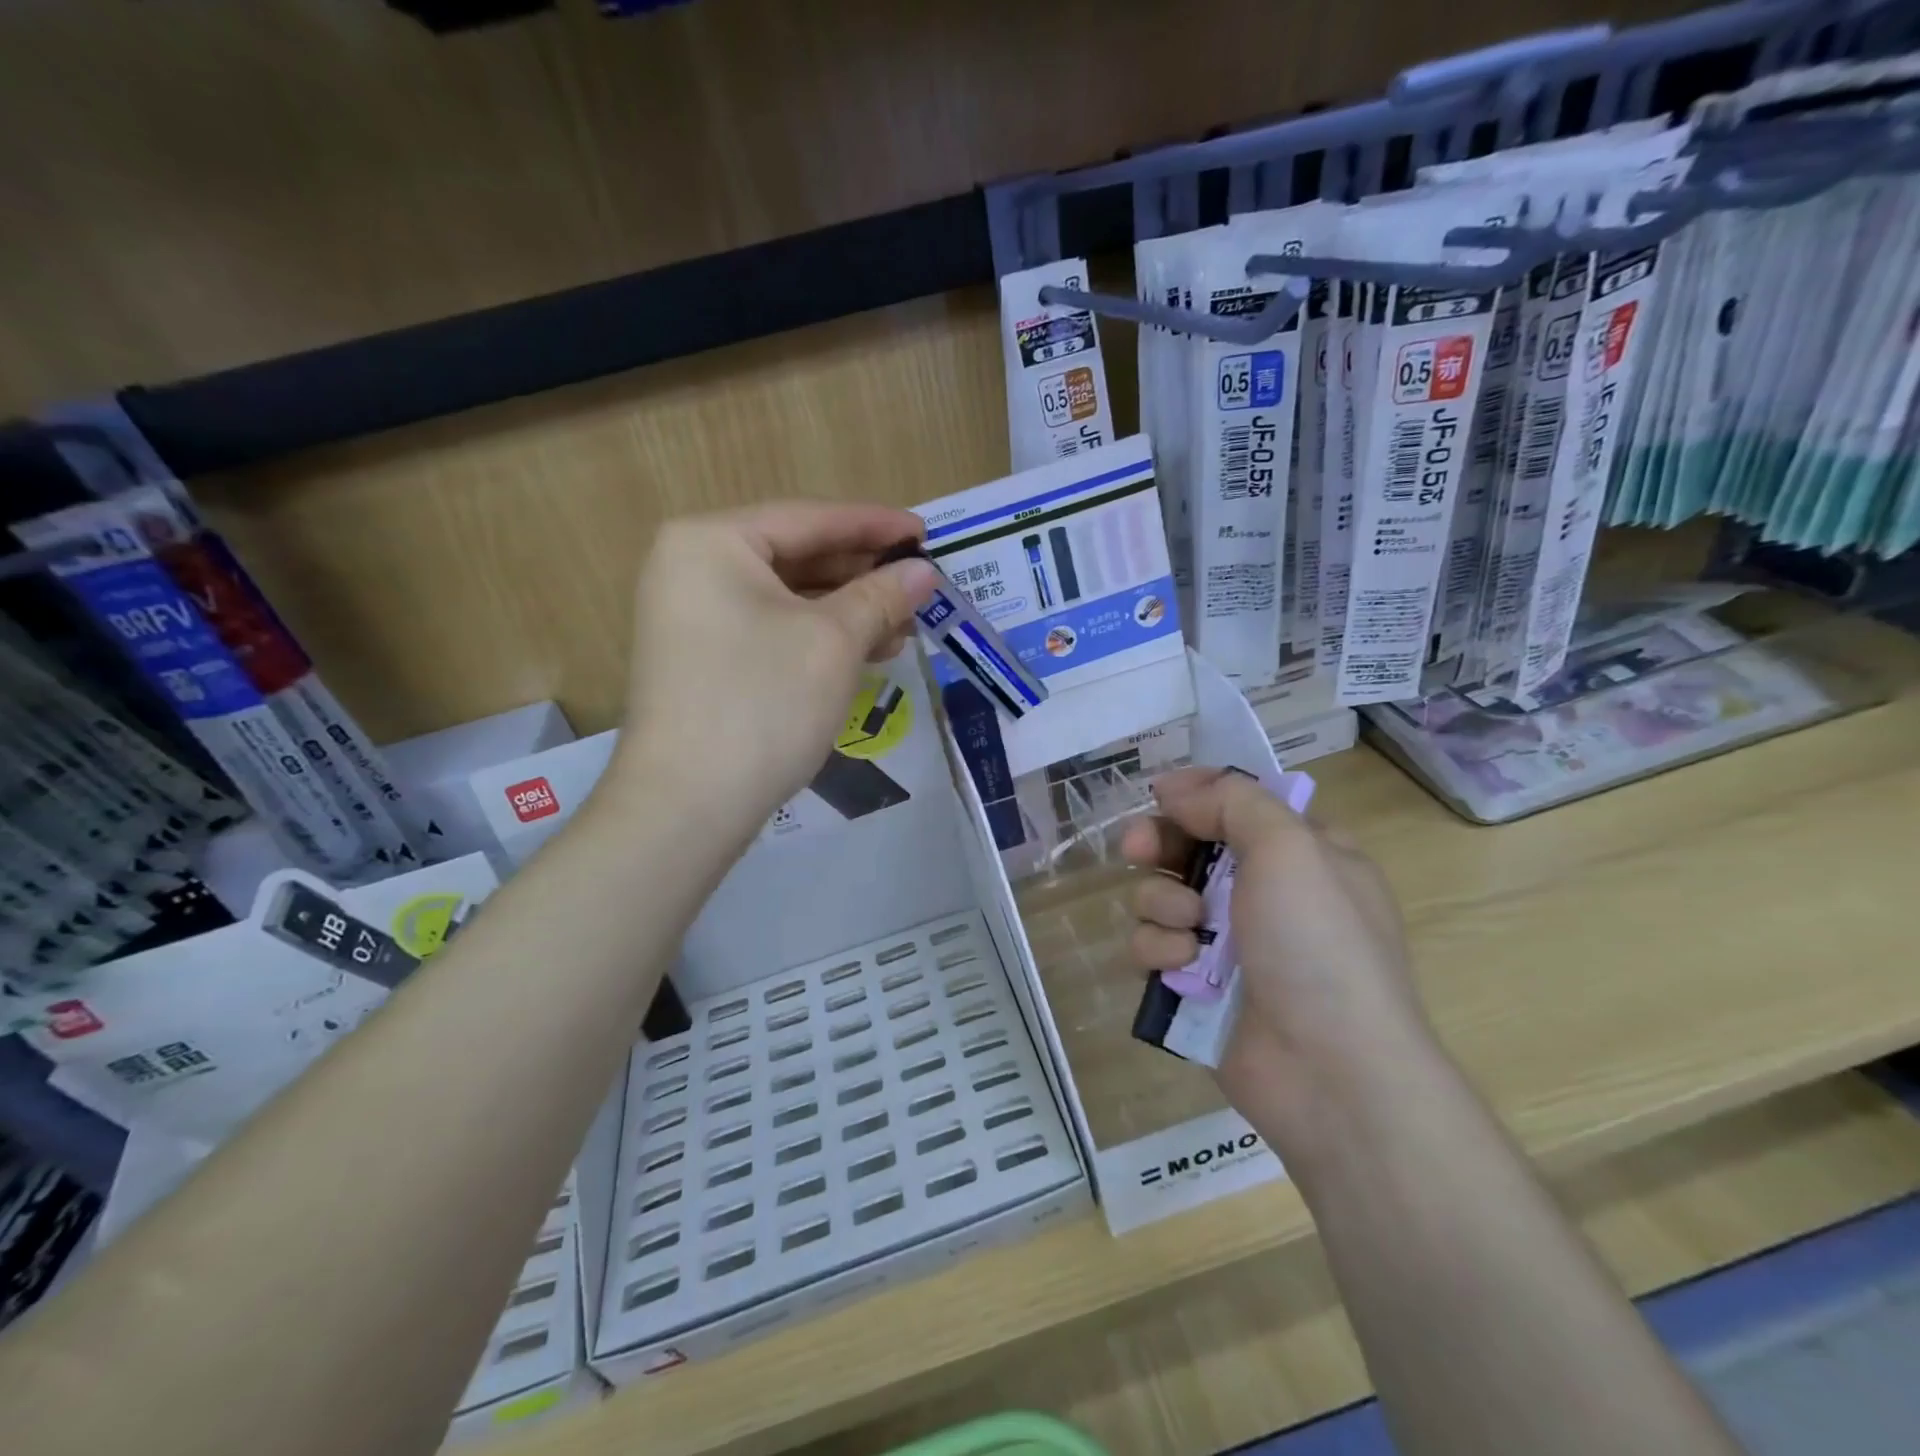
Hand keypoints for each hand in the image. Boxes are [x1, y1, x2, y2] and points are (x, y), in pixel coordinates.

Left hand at [609, 503, 938, 845]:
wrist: (688, 806)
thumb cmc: (762, 704)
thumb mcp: (833, 642)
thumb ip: (881, 596)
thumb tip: (924, 572)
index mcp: (712, 542)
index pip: (810, 518)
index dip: (875, 525)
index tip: (926, 535)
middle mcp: (693, 568)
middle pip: (797, 556)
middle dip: (864, 576)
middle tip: (920, 586)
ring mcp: (693, 618)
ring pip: (788, 599)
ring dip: (849, 611)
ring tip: (905, 626)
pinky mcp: (703, 661)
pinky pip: (772, 631)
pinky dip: (820, 639)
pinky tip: (867, 653)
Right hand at [1120, 767, 1437, 1150]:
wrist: (1330, 1073)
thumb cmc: (1318, 945)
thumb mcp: (1291, 849)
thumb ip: (1232, 802)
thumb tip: (1176, 788)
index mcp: (1303, 855)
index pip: (1239, 804)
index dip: (1197, 794)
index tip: (1161, 794)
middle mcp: (1265, 894)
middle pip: (1190, 846)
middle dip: (1159, 843)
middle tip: (1137, 849)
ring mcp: (1230, 943)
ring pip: (1162, 897)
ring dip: (1163, 904)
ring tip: (1189, 929)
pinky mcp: (1198, 986)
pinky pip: (1154, 947)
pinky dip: (1161, 950)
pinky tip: (1182, 967)